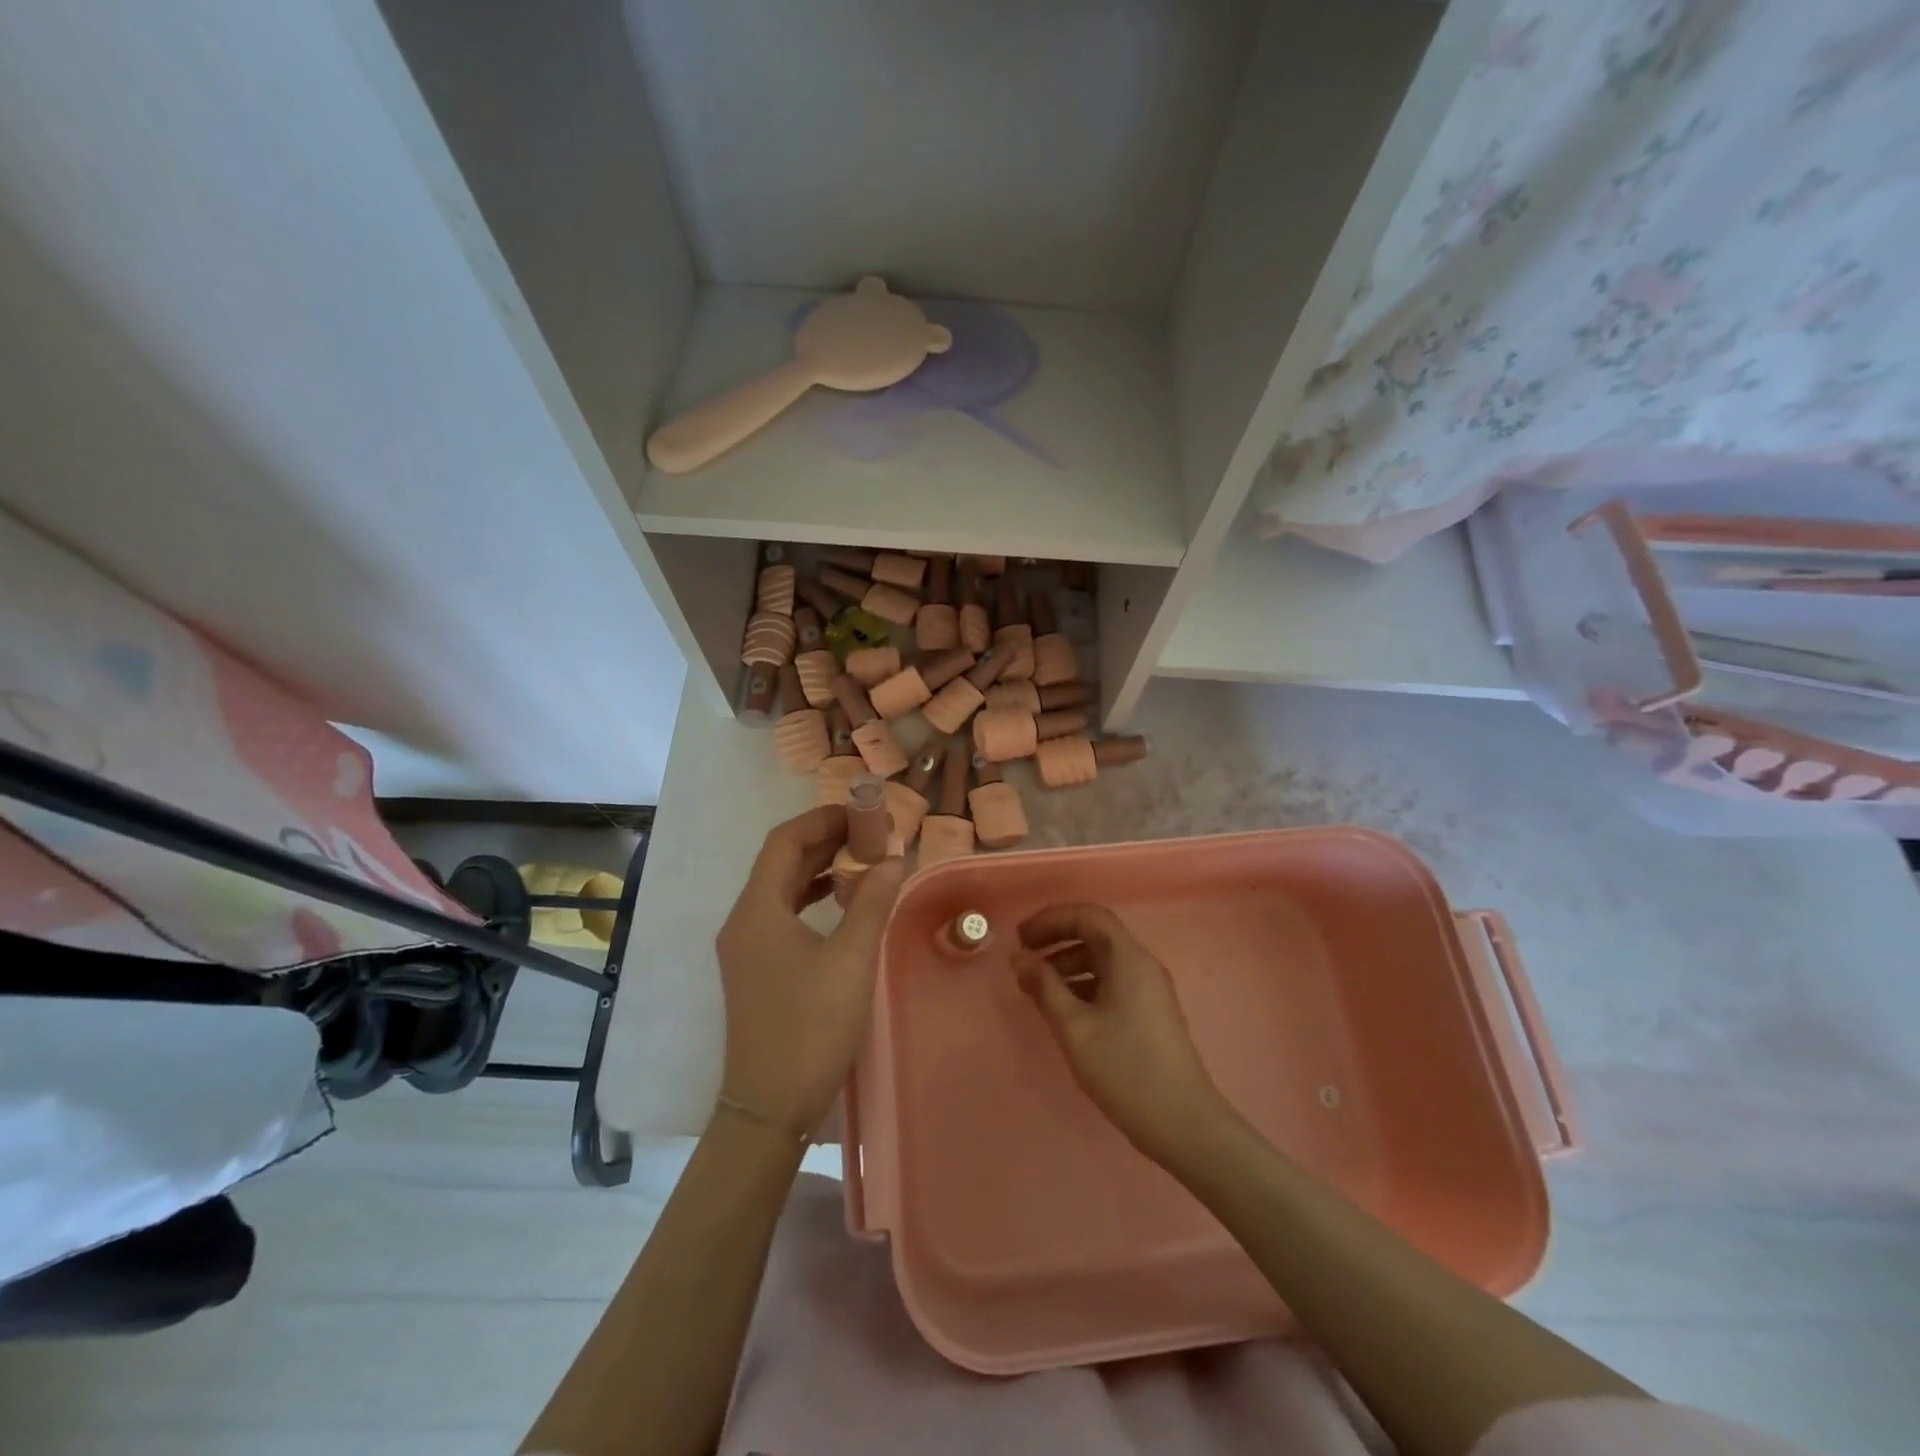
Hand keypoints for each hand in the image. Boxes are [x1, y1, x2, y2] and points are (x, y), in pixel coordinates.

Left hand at [715, 806, 905, 1139]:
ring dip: (818, 869)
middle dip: (824, 841)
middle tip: (870, 833)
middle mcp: (744, 920)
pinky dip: (811, 898)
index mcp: (758, 909)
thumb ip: (872, 902)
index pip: (785, 841)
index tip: (862, 812)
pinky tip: (841, 904)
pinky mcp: (755, 968)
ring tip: (862, 860)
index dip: (823, 819)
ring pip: (781, 888)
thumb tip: (894, 858)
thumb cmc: (811, 1027)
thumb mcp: (852, 959)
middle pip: (780, 861)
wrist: (769, 1107)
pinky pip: (782, 914)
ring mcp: (745, 947)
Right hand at [1011, 904, 1231, 1166]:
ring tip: (1035, 989)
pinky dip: (1083, 985)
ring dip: (1067, 966)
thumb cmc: (1125, 1069)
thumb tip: (1020, 958)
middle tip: (1023, 960)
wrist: (1183, 1123)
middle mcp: (1142, 965)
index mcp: (1129, 958)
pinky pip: (1112, 982)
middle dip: (1056, 941)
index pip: (1088, 916)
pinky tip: (1063, 1010)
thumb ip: (1044, 987)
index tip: (1021, 938)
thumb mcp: (1074, 1027)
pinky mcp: (1150, 1012)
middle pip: (1096, 935)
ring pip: (1103, 961)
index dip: (1052, 919)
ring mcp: (1149, 989)